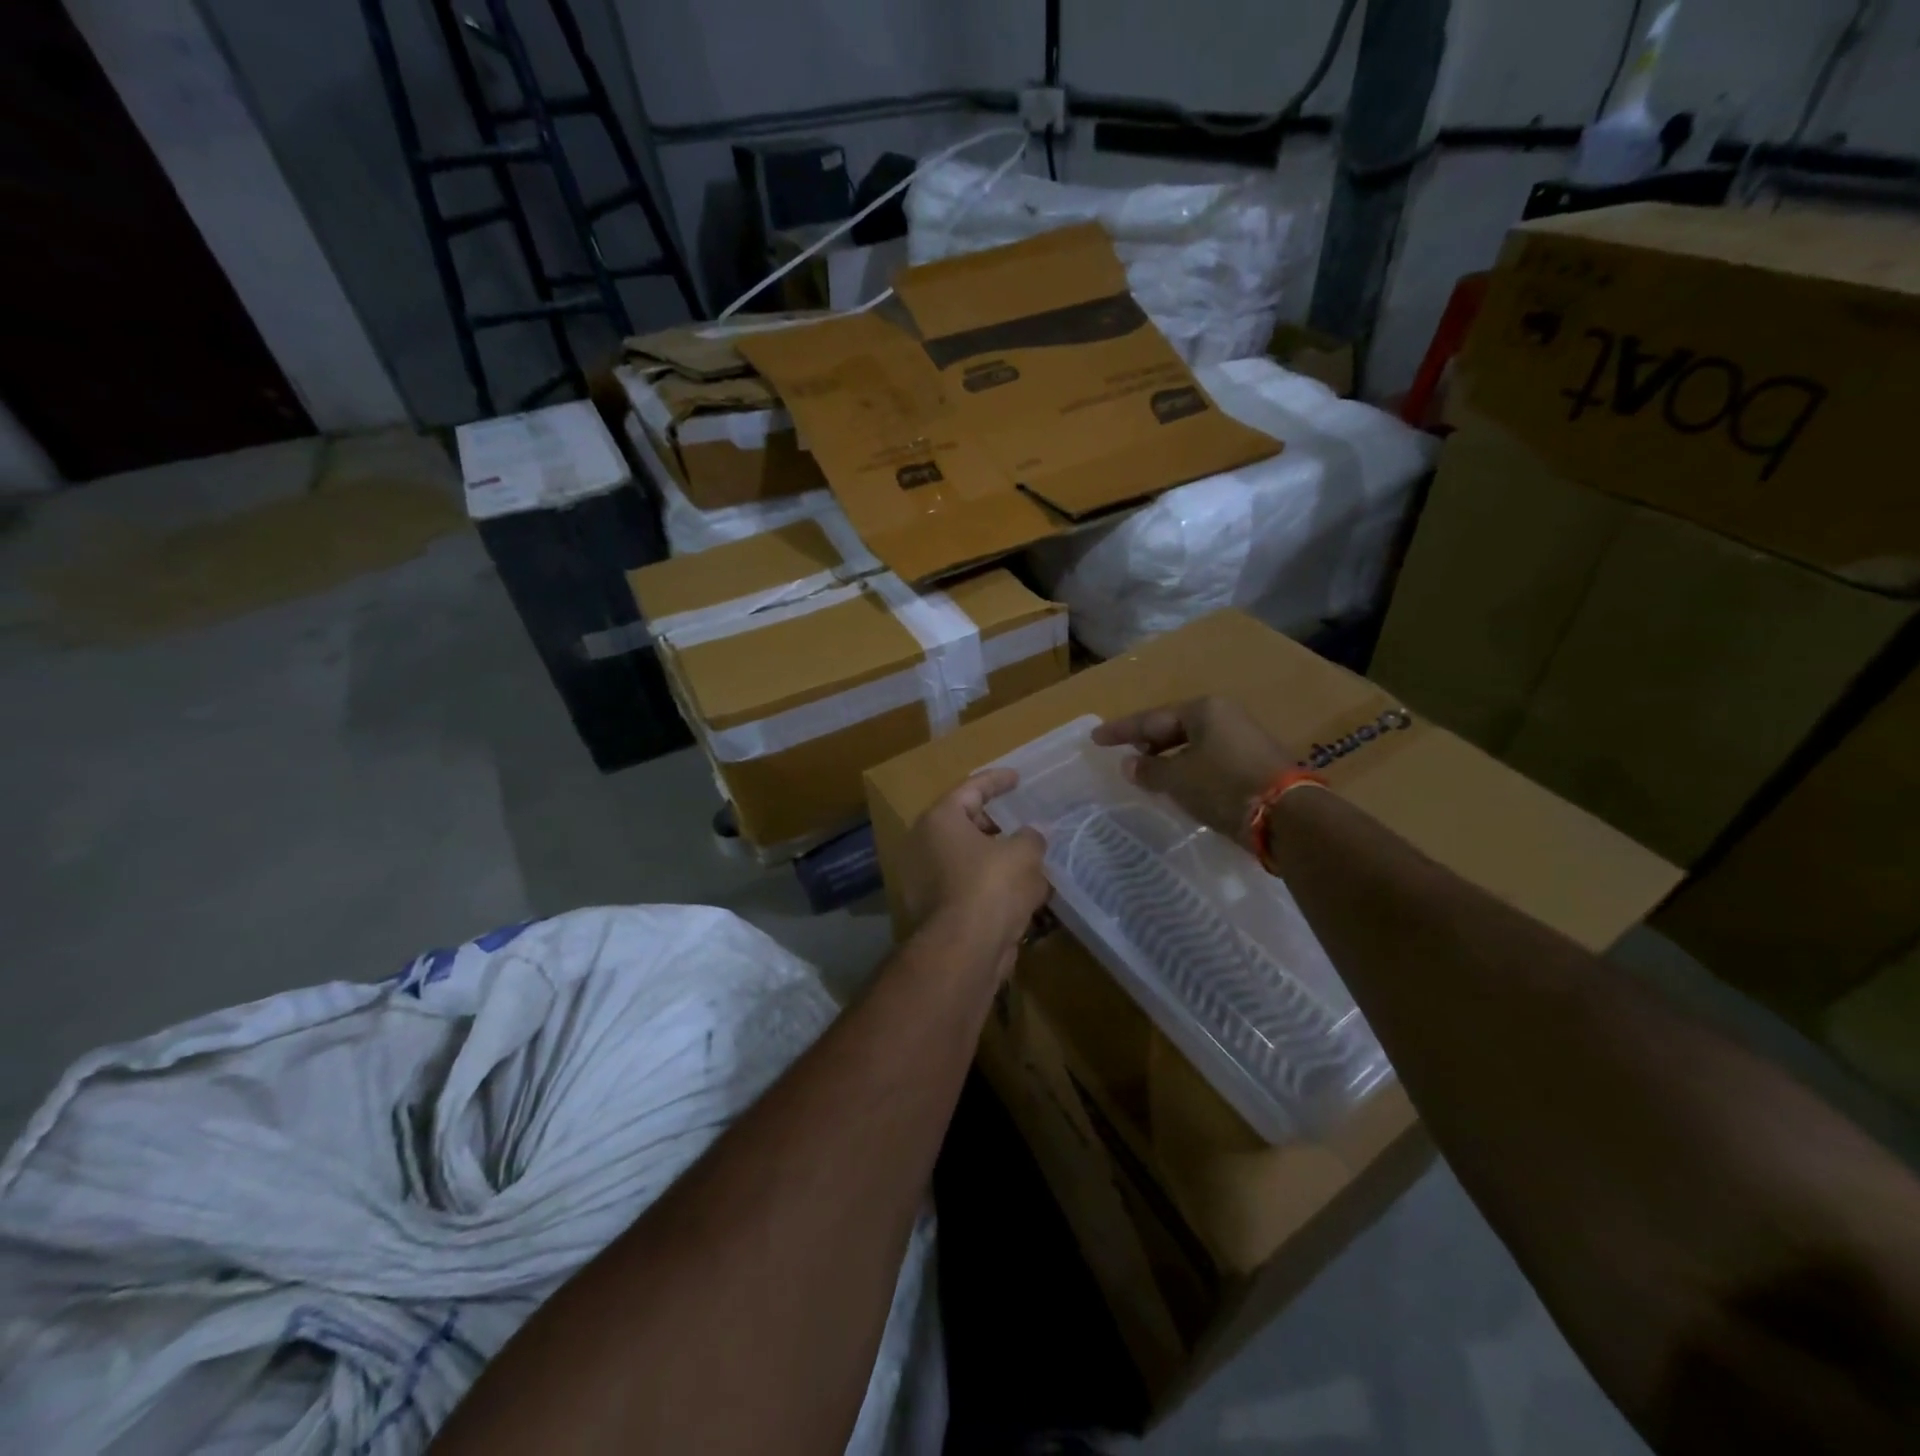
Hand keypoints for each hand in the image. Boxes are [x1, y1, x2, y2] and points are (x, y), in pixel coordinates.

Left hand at [897, 769, 1048, 973]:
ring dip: (998, 858)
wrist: (964, 949)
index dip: (997, 781)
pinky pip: (969, 887)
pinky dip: (992, 886)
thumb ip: (1031, 837)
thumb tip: (1034, 835)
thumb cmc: (991, 886)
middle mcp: (924, 845)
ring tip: (1031, 859)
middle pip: (966, 824)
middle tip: (1023, 822)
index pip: (971, 789)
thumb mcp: (1024, 853)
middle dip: (998, 824)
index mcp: (940, 820)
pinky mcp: (936, 910)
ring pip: (969, 859)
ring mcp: (926, 880)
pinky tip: (1023, 892)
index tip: (1017, 778)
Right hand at [1093, 697, 1297, 842]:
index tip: (1096, 739)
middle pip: (1175, 727)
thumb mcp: (1177, 778)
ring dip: (1169, 757)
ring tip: (1148, 771)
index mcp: (1204, 709)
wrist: (1286, 815)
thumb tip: (1129, 765)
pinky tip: (1179, 782)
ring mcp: (1244, 738)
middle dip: (1149, 741)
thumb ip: (1149, 770)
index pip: (1152, 718)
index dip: (1121, 731)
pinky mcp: (1255, 762)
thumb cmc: (1223, 786)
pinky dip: (1189, 767)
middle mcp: (1225, 716)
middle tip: (1125, 753)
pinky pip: (1210, 758)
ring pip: (1194, 744)